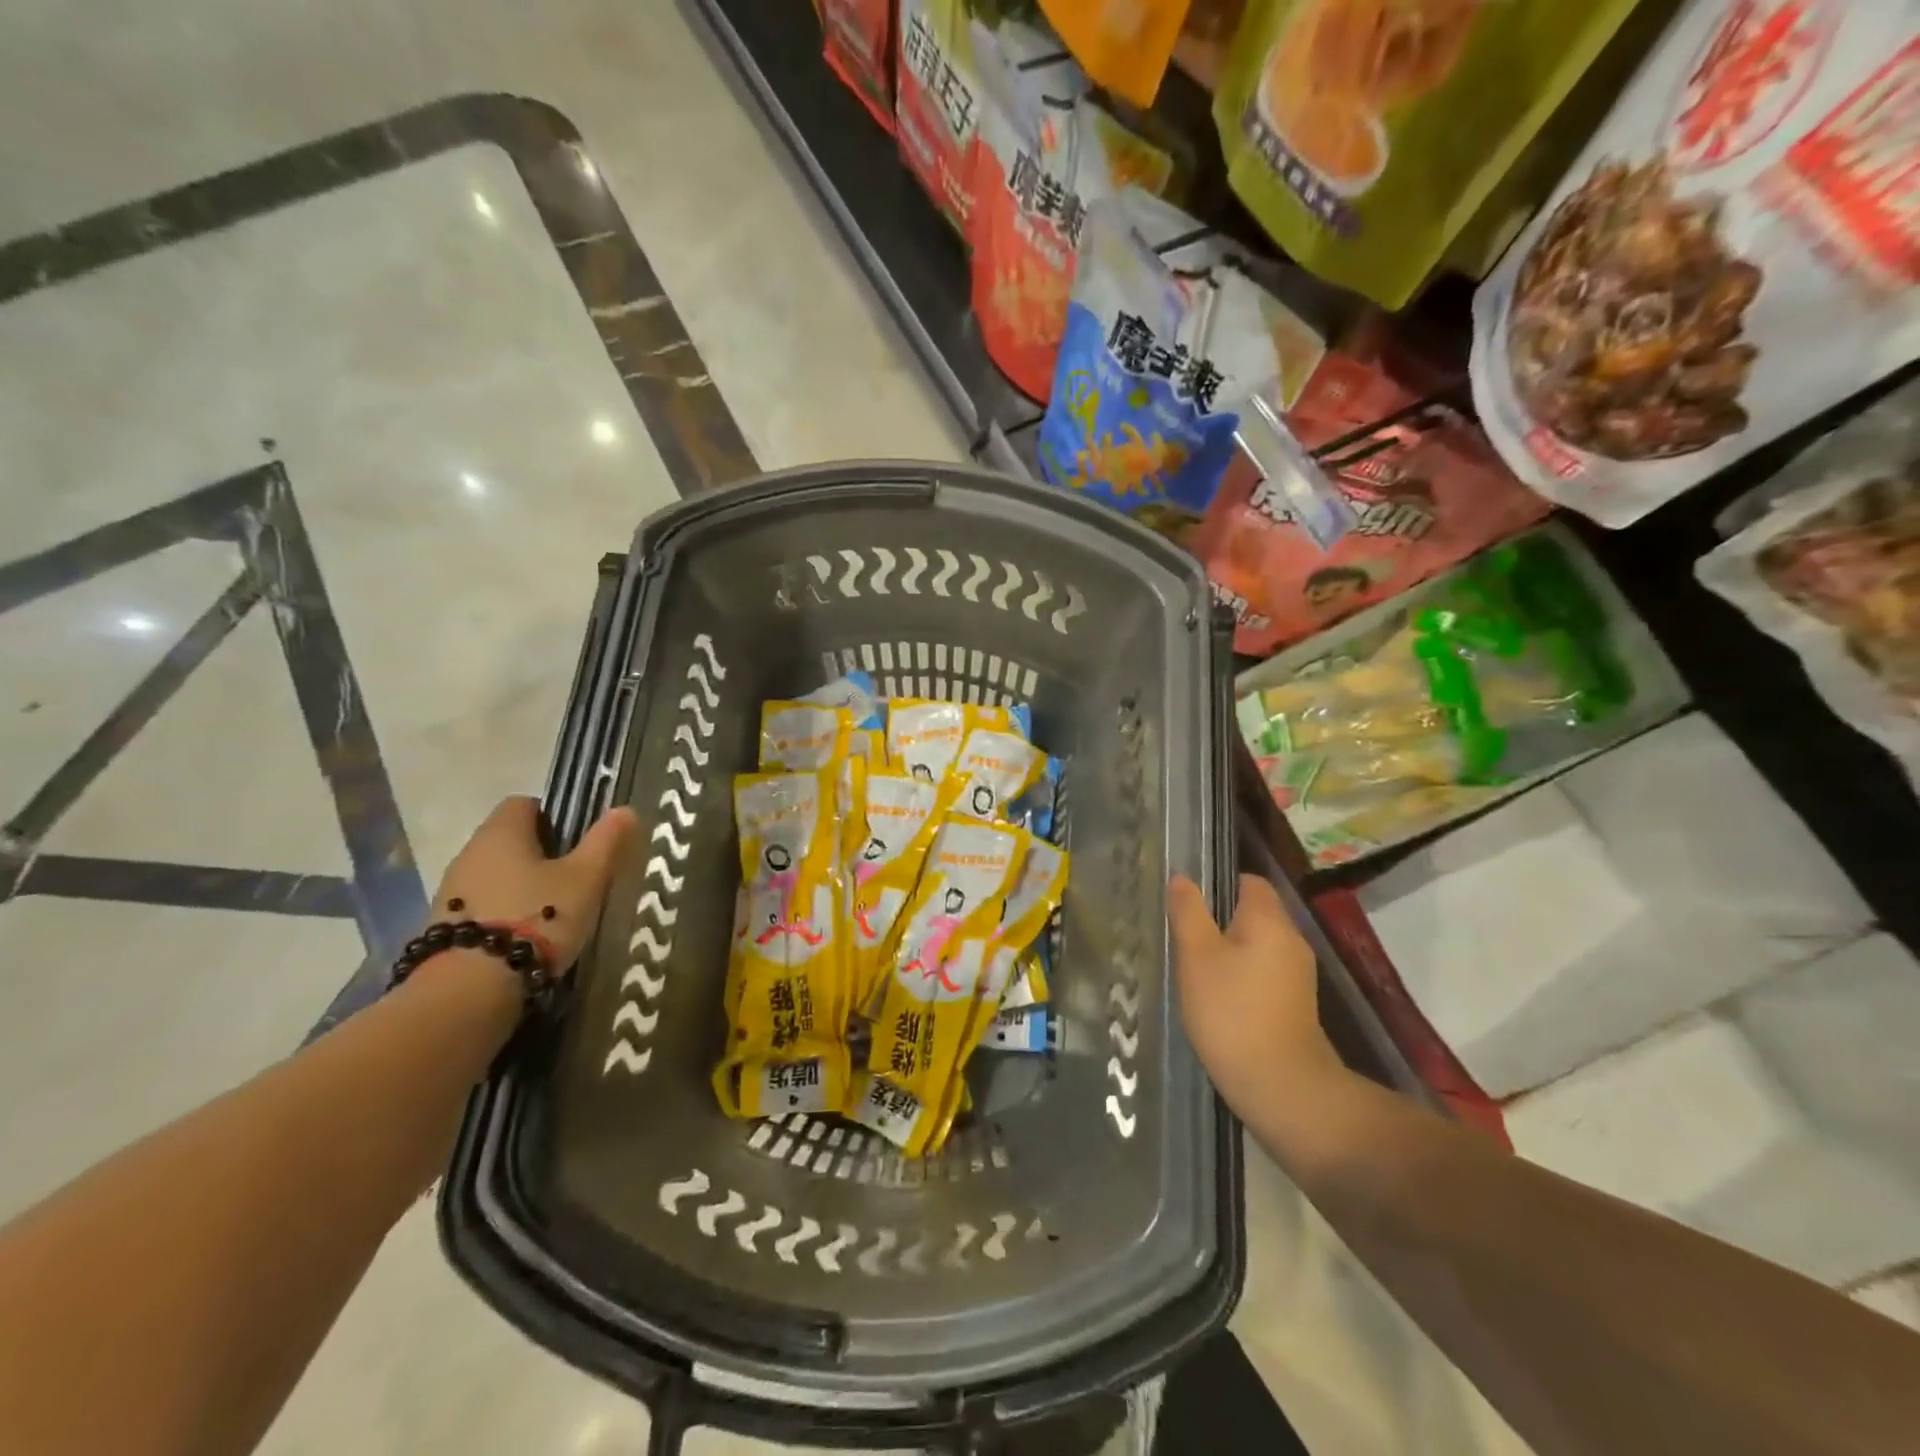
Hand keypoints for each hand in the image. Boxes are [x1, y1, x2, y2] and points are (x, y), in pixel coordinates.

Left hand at [431, 797, 637, 971]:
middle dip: (540, 854)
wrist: (472, 987)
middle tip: (573, 879)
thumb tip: (625, 809)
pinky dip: (504, 913)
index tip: (577, 841)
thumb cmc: (539, 917)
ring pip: (495, 874)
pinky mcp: (445, 927)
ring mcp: (452, 892)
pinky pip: (482, 906)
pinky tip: (526, 936)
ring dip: (521, 885)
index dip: (554, 816)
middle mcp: (469, 853)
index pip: (524, 804)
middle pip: (508, 839)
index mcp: (502, 832)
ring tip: (553, 912)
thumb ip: (605, 842)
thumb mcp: (586, 878)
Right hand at [1169, 872, 1344, 1118]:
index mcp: (1269, 920)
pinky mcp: (1295, 1004)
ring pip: (1257, 945)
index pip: (1249, 881)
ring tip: (1193, 966)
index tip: (1188, 900)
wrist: (1280, 1086)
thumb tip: (1182, 878)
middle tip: (1182, 934)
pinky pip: (1263, 972)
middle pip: (1253, 913)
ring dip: (1227, 950)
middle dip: (1218, 919)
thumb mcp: (1196, 956)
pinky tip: (1215, 996)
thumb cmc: (1231, 1011)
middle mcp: (1291, 940)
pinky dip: (1240, 975)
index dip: (1218, 882)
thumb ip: (1188, 912)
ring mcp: (1297, 974)